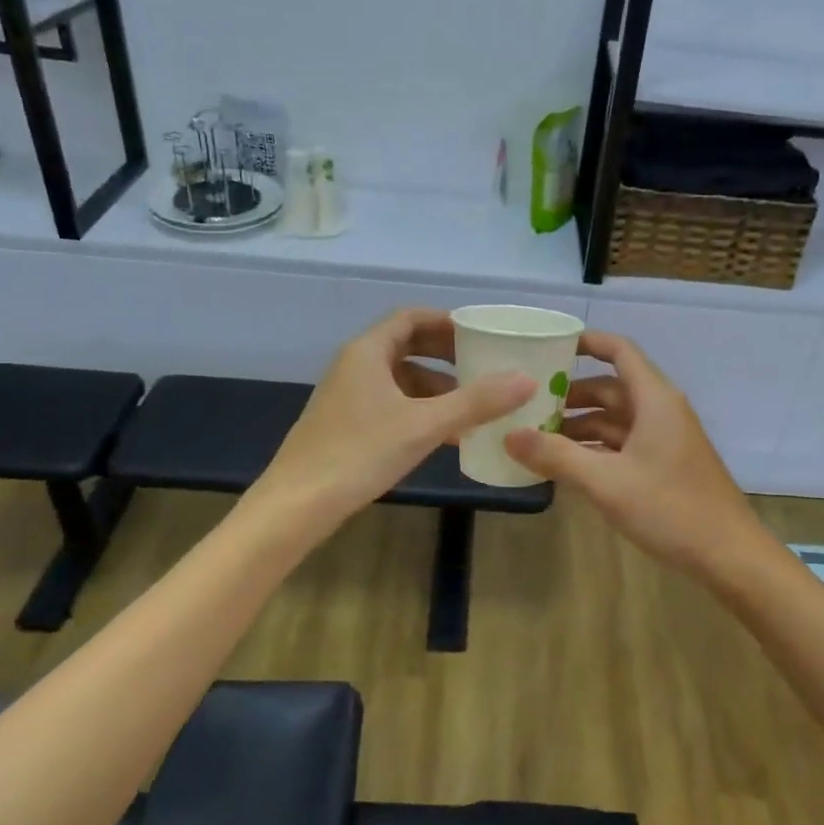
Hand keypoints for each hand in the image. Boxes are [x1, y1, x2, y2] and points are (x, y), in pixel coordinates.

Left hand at [257, 309, 533, 525]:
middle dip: (447, 356)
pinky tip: (447, 437)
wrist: (297, 506)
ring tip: (474, 406)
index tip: (481, 335)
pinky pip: (392, 405)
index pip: (411, 318)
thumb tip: (526, 379)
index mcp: (368, 352)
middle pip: (407, 347)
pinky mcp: (347, 425)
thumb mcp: (425, 425)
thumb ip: (476, 401)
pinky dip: (421, 411)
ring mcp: (348, 397)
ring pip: (401, 380)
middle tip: (484, 366)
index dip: (447, 322)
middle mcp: (355, 366)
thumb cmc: (359, 453)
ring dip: (437, 388)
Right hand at [505, 331, 766, 577]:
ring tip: (536, 439)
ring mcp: (664, 439)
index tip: (549, 347)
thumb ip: (556, 456)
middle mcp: (660, 410)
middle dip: (570, 395)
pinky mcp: (664, 465)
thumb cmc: (670, 508)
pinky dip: (595, 449)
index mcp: (654, 399)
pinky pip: (623, 444)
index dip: (586, 342)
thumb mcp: (606, 482)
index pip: (619, 351)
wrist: (728, 554)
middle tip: (526, 405)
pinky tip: (566, 466)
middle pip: (610, 388)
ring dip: (579, 426)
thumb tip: (509, 435)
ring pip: (615, 420)